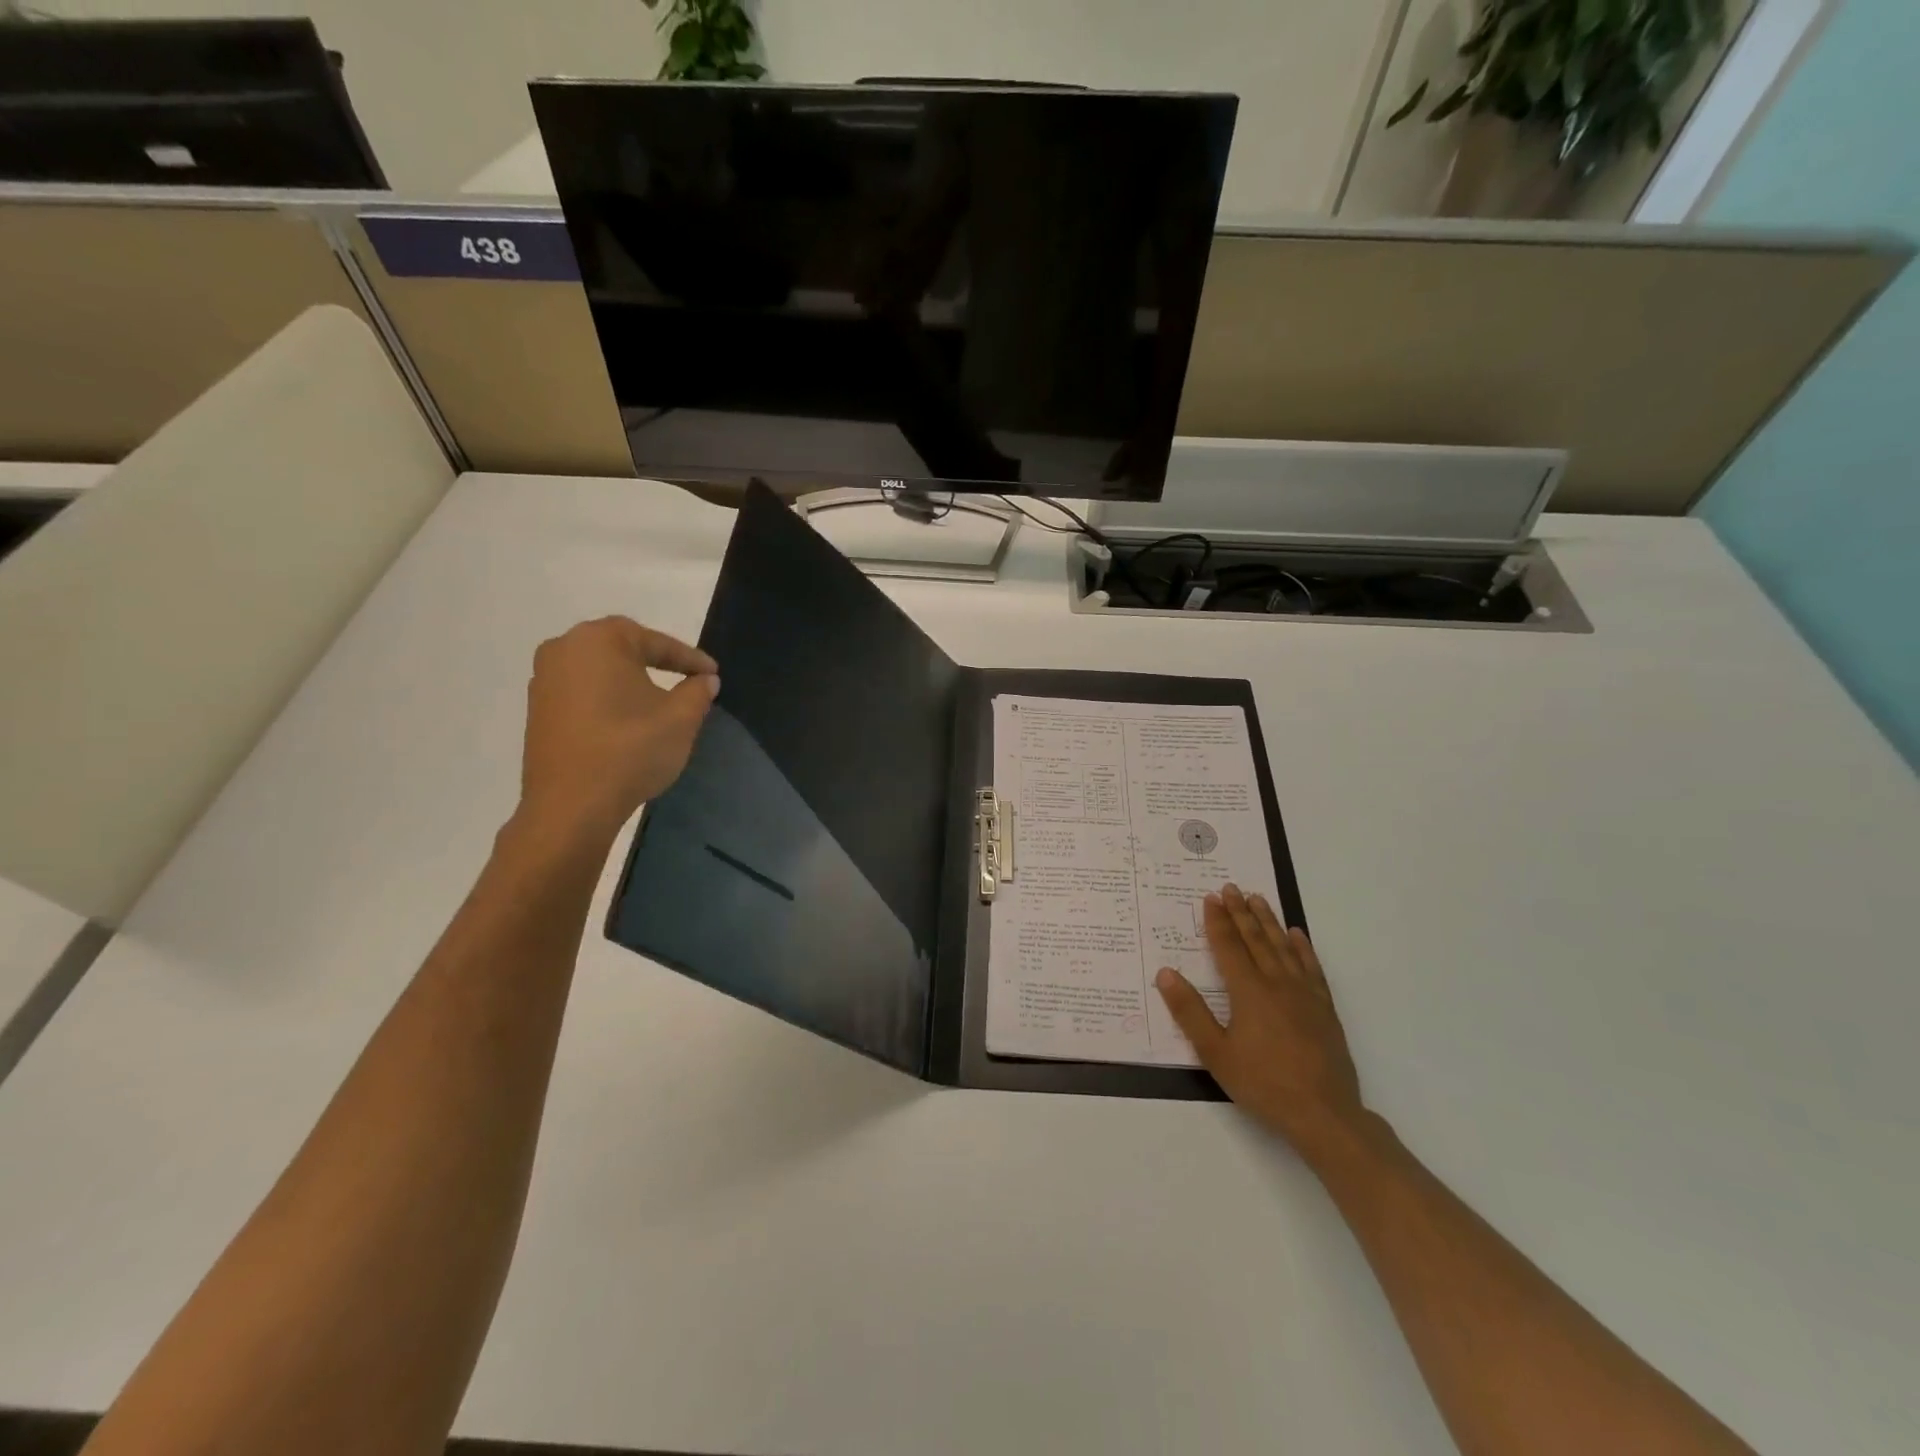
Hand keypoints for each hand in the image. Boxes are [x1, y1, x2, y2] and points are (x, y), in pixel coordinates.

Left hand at [517, 616, 718, 842]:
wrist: (571, 806)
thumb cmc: (630, 750)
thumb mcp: (680, 719)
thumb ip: (697, 691)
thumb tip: (705, 680)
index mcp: (599, 640)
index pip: (655, 643)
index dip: (690, 659)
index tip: (713, 674)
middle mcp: (564, 649)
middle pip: (622, 650)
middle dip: (656, 663)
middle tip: (688, 679)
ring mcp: (544, 681)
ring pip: (600, 673)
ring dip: (631, 683)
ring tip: (659, 702)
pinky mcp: (538, 711)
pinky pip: (582, 694)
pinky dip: (608, 701)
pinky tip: (628, 722)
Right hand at [1156, 885, 1366, 1154]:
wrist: (1324, 1114)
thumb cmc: (1263, 1083)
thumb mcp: (1215, 1053)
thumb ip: (1189, 1012)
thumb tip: (1166, 973)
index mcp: (1248, 992)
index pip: (1229, 947)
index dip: (1218, 922)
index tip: (1210, 898)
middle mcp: (1277, 983)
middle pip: (1255, 940)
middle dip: (1240, 912)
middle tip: (1231, 887)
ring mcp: (1304, 994)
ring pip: (1283, 947)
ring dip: (1268, 921)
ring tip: (1258, 899)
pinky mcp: (1324, 1008)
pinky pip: (1312, 967)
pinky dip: (1302, 947)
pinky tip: (1296, 935)